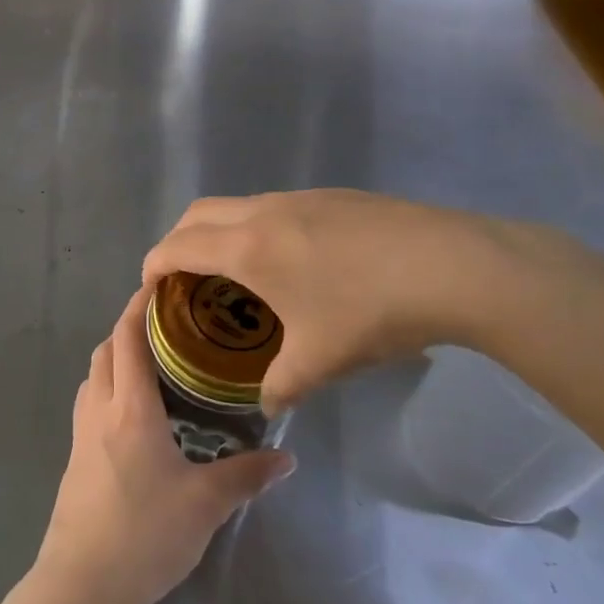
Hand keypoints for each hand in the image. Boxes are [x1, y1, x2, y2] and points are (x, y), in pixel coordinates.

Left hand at [35, 287, 294, 603]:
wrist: (81, 583)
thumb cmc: (144, 533)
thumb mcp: (205, 504)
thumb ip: (246, 475)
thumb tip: (286, 457)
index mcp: (130, 407)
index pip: (129, 337)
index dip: (140, 305)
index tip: (160, 283)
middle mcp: (100, 408)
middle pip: (106, 349)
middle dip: (130, 328)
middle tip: (169, 326)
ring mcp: (81, 433)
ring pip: (94, 375)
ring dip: (116, 358)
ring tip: (155, 365)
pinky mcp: (75, 458)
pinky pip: (90, 403)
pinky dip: (109, 388)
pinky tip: (135, 415)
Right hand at [143, 189, 529, 414]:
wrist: (452, 265)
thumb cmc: (371, 312)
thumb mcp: (320, 362)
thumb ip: (282, 386)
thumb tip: (268, 407)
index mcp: (247, 247)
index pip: (178, 245)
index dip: (154, 264)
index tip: (150, 289)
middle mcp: (263, 212)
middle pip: (198, 213)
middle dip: (178, 241)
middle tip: (185, 279)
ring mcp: (300, 198)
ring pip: (237, 205)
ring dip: (220, 232)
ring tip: (237, 273)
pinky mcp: (333, 196)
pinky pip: (273, 206)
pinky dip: (257, 228)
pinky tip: (294, 263)